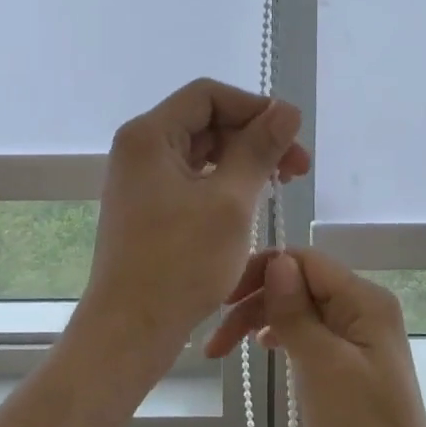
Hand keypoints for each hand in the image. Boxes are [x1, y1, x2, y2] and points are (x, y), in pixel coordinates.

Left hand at [78, 79, 309, 377]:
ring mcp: (141, 179)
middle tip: (296, 169)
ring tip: (280, 185)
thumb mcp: (231, 202)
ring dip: (243, 161)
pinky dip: (224, 183)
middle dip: (254, 138)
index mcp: (149, 135)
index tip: (291, 137)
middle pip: (206, 121)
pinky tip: (251, 203)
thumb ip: (259, 149)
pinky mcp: (148, 206)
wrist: (129, 331)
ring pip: (202, 151)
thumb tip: (287, 109)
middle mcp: (140, 148)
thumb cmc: (180, 263)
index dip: (254, 108)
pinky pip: (192, 178)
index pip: (208, 95)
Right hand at [208, 249, 425, 426]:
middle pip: (300, 284)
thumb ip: (296, 311)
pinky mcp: (351, 360)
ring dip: (263, 320)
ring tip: (227, 349)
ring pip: (301, 309)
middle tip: (216, 341)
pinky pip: (310, 333)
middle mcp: (363, 307)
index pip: (304, 261)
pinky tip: (263, 348)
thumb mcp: (321, 365)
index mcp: (364, 299)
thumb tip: (276, 260)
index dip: (261, 271)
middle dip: (256, 302)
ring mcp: (358, 334)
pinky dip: (283, 336)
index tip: (222, 300)